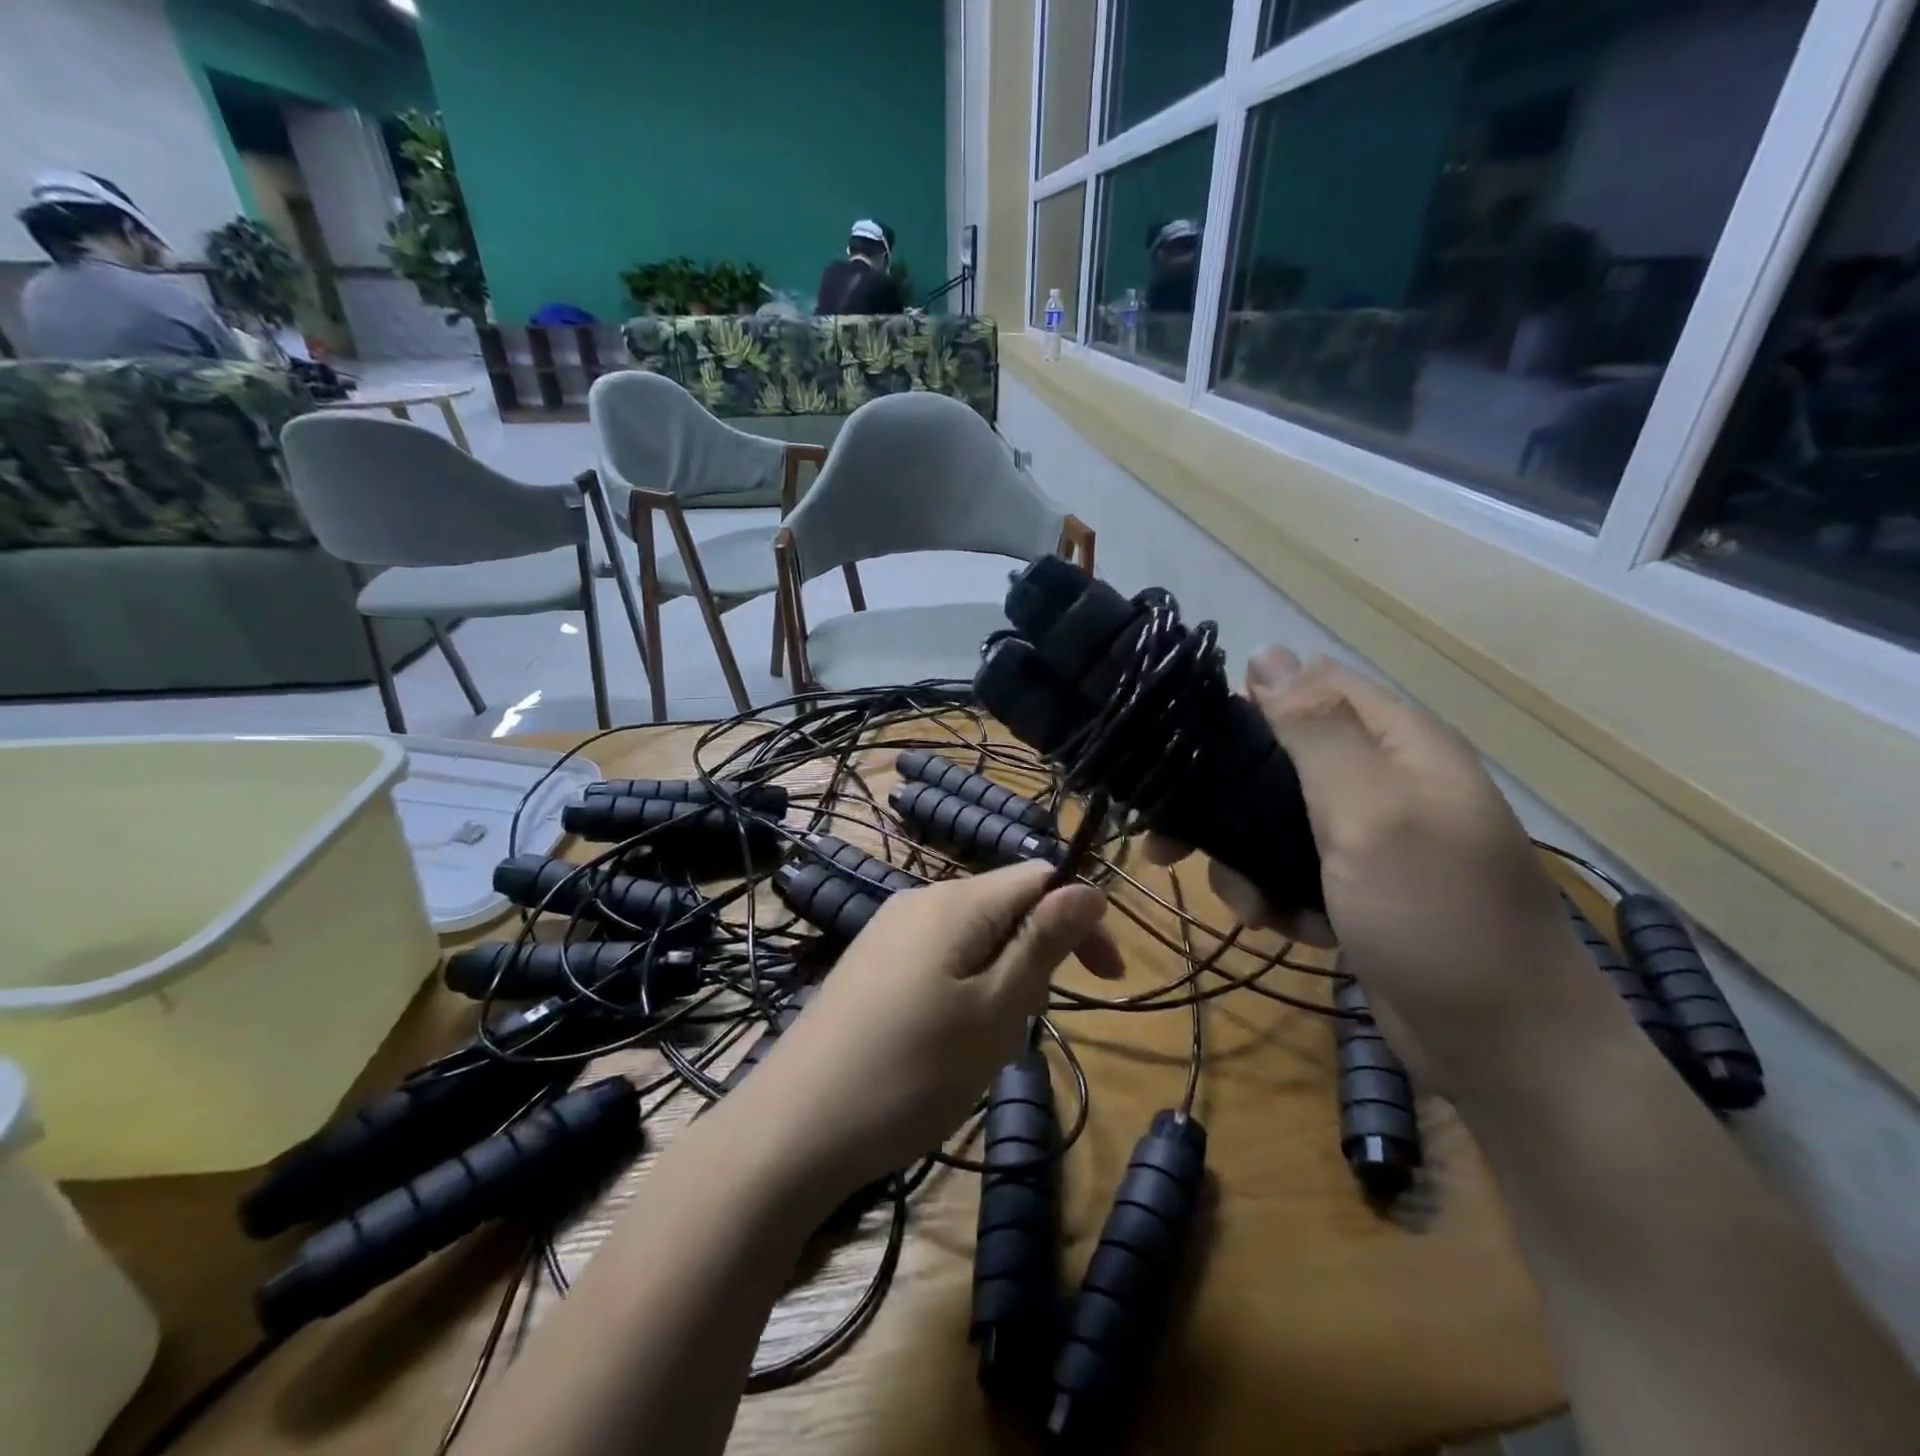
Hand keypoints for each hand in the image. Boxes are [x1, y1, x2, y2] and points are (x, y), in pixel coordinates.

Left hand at [738, 863, 1116, 1194]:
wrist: (793, 1128)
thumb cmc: (912, 1071)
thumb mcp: (996, 1011)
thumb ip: (1043, 942)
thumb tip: (1087, 888)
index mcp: (955, 901)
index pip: (1039, 878)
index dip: (1082, 919)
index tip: (1107, 980)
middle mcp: (918, 900)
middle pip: (1004, 904)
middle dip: (1039, 952)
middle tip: (1034, 1023)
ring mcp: (886, 932)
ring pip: (973, 935)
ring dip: (1002, 977)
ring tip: (988, 1042)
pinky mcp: (868, 965)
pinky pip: (937, 957)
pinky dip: (964, 987)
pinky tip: (946, 1040)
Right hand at [1154, 649, 1617, 1095]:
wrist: (1506, 1049)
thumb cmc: (1436, 916)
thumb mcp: (1371, 812)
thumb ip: (1316, 731)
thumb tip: (1266, 652)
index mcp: (1398, 744)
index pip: (1307, 687)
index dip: (1245, 704)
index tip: (1186, 746)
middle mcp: (1385, 781)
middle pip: (1279, 762)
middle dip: (1228, 802)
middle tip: (1172, 842)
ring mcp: (1372, 839)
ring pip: (1275, 823)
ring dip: (1248, 862)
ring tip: (1252, 907)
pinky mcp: (1359, 889)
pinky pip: (1294, 872)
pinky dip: (1279, 896)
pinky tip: (1286, 928)